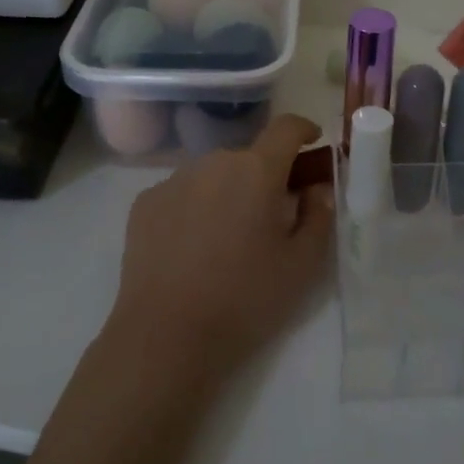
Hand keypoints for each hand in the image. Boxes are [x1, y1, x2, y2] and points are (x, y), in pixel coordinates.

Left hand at [106, 113, 334, 396]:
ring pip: (214, 175)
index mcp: (257, 171)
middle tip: (271, 218)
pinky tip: (192, 248)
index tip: (312, 143)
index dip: (303, 130)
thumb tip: (316, 189)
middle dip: (265, 177)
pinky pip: (182, 193)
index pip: (286, 127)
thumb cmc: (244, 298)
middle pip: (249, 157)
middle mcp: (213, 162)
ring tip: (227, 239)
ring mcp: (173, 181)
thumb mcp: (302, 265)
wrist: (165, 336)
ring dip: (228, 192)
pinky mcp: (144, 203)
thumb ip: (319, 216)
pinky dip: (195, 207)